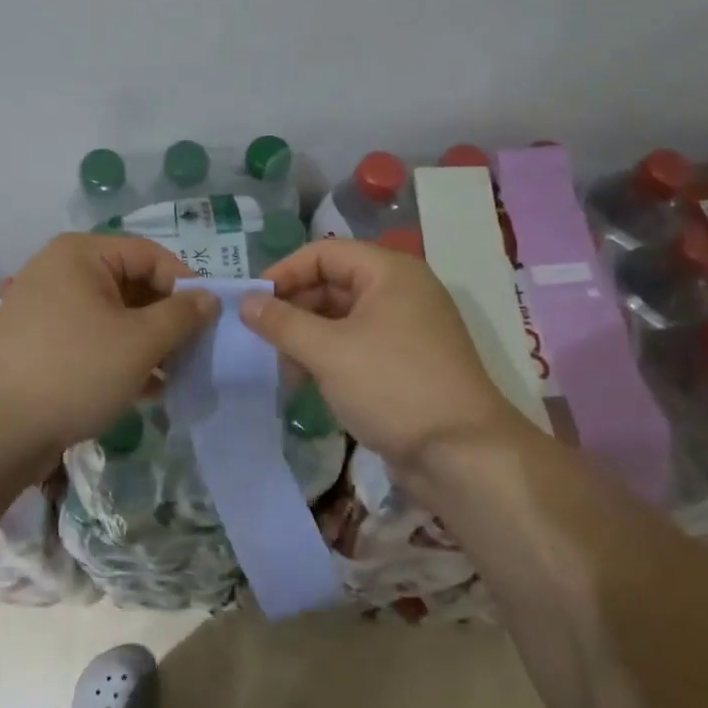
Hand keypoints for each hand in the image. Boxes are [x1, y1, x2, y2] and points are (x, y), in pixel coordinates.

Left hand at [0, 233, 218, 462]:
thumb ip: (181, 315)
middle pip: (131, 285)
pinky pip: (92, 340)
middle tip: (196, 352)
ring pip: (114, 317)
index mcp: (81, 255)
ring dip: (148, 344)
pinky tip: (147, 390)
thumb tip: (209, 298)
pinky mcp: (40, 345)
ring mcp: (46, 309)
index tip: (211, 321)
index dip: (186, 284)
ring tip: (176, 376)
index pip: (150, 255)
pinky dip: (121, 358)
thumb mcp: (139, 342)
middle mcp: (60, 272)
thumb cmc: (74, 371)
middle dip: (167, 320)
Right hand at [241, 239, 529, 480]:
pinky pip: (357, 345)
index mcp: (389, 272)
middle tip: (260, 338)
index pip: (324, 253)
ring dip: (308, 337)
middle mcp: (400, 291)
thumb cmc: (393, 386)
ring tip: (281, 367)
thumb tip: (246, 302)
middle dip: (294, 309)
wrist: (462, 455)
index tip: (251, 303)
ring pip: (343, 318)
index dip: (284, 272)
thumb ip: (282, 323)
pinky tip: (305, 382)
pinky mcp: (406, 362)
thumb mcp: (328, 351)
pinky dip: (329, 357)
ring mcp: (406, 328)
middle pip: (333, 283)